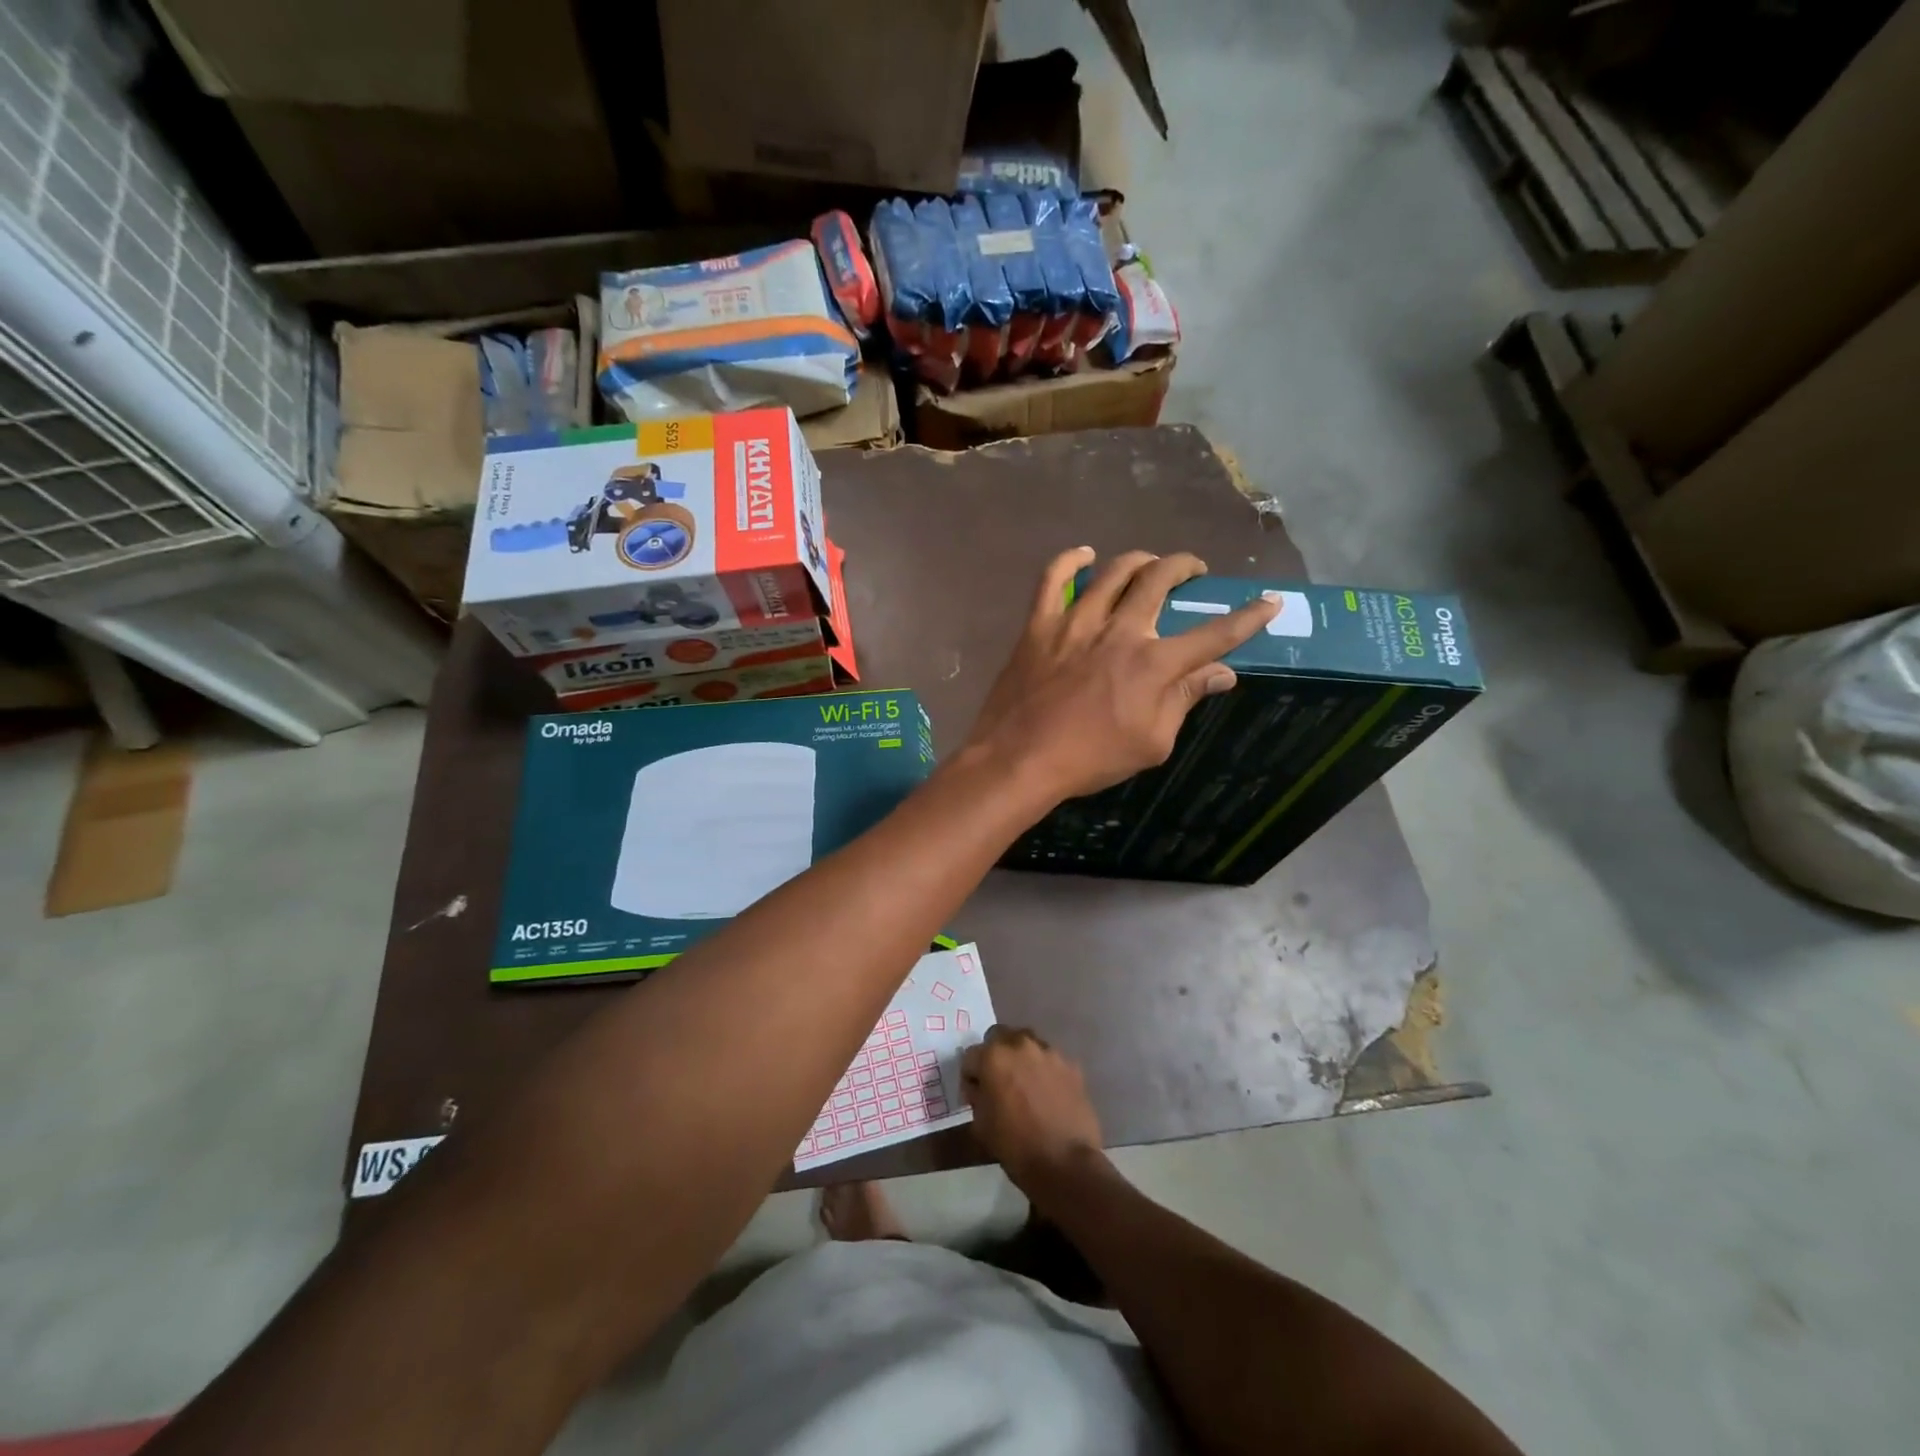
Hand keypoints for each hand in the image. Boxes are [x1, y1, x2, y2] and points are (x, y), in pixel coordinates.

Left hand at [961, 548, 1276, 804]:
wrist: (1021, 759)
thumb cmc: (1091, 759)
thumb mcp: (1152, 743)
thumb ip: (1186, 700)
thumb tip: (1222, 673)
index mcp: (1154, 663)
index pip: (1214, 634)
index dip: (1247, 617)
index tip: (1268, 601)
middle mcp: (1120, 630)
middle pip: (1160, 579)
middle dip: (1185, 566)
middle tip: (1193, 570)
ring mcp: (1076, 622)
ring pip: (1114, 571)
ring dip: (1139, 560)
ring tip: (1150, 563)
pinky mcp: (1040, 624)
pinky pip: (1053, 578)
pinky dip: (1070, 560)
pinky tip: (1084, 555)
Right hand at [962, 1026, 1104, 1194]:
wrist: (1064, 1163)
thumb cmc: (1015, 1145)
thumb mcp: (980, 1124)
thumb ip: (977, 1095)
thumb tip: (980, 1086)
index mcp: (994, 1057)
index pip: (971, 1055)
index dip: (971, 1075)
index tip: (975, 1092)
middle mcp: (1021, 1045)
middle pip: (1000, 1037)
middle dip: (996, 1054)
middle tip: (999, 1080)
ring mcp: (1049, 1052)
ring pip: (1028, 1043)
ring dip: (1022, 1058)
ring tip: (1026, 1084)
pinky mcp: (1071, 1065)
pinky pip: (1051, 1060)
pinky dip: (1045, 1070)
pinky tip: (1048, 1093)